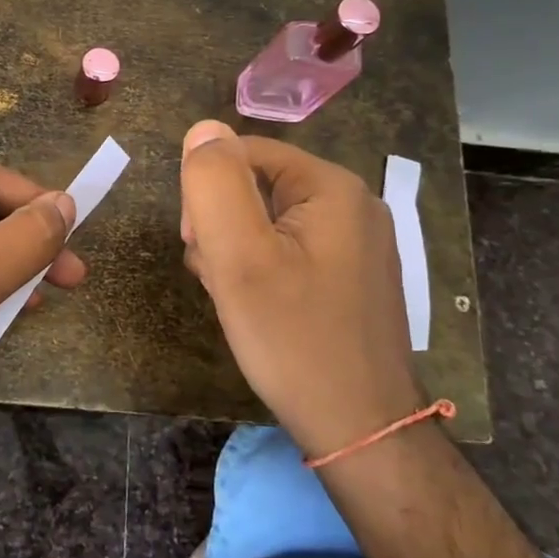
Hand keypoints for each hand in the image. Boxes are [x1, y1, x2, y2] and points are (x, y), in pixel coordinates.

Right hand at [179, 119, 418, 456]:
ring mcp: (356, 243)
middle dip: (222, 228)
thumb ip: (215, 185)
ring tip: (236, 299)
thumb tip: (203, 130)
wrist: (360, 428)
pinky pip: (289, 251)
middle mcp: (352, 204)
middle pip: (255, 188)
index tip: (198, 245)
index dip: (206, 194)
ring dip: (236, 253)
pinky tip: (257, 308)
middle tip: (220, 279)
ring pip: (268, 223)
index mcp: (331, 186)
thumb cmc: (294, 339)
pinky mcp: (351, 276)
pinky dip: (262, 272)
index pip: (242, 154)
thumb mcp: (239, 257)